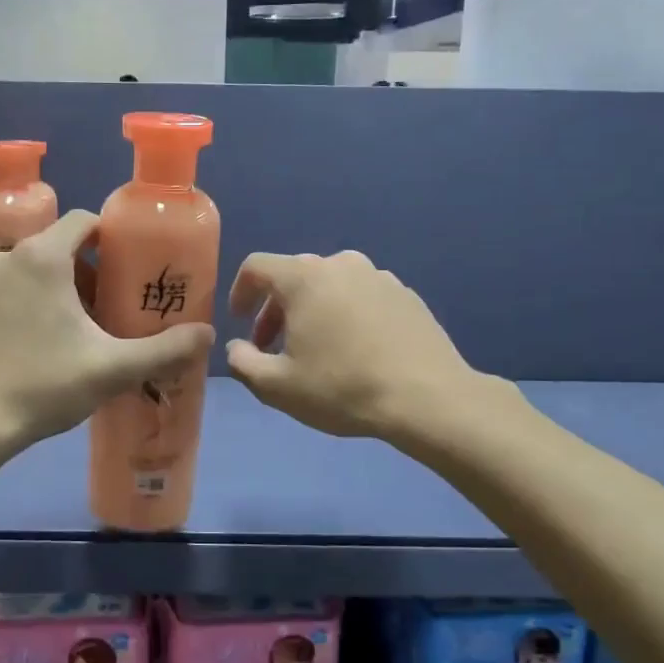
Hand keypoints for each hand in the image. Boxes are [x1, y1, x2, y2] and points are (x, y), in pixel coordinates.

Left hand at [0, 210, 214, 447]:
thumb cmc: (44, 385)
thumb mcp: (112, 369)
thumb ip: (165, 350)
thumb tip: (208, 335)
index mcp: (42, 257)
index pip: (83, 221)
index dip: (112, 238)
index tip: (130, 267)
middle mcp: (6, 258)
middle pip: (58, 247)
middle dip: (88, 272)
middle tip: (111, 308)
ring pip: (31, 270)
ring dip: (58, 289)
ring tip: (78, 329)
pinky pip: (7, 292)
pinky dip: (27, 304)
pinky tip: (38, 343)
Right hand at [225, 250, 487, 439]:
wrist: (428, 398)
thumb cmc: (342, 388)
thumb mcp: (277, 387)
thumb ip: (243, 363)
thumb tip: (236, 348)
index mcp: (304, 277)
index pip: (257, 266)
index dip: (240, 291)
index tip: (239, 321)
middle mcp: (341, 264)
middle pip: (294, 276)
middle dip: (275, 308)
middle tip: (273, 346)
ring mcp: (378, 276)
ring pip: (330, 285)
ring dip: (312, 311)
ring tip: (316, 349)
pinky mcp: (406, 294)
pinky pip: (362, 296)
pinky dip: (346, 314)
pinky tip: (355, 350)